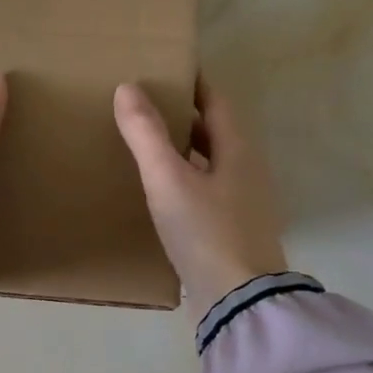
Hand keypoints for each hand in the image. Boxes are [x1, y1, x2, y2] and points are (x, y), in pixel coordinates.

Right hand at [114, 79, 288, 315]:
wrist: (239, 302)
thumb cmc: (206, 232)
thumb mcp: (169, 179)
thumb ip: (146, 134)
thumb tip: (127, 88)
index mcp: (238, 151)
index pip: (216, 103)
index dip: (193, 84)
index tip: (166, 69)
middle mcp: (246, 172)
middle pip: (215, 133)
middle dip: (184, 116)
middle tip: (145, 105)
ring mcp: (242, 205)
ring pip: (209, 164)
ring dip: (183, 150)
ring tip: (146, 145)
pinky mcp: (231, 232)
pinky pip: (205, 192)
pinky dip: (183, 181)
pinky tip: (159, 192)